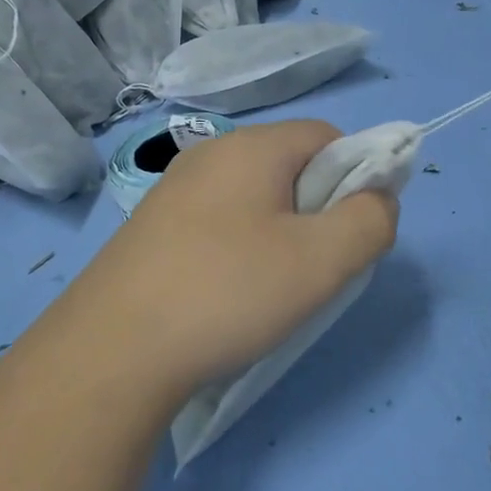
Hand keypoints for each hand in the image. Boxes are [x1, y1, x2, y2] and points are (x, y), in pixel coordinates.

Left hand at [42, 120, 398, 403]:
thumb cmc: (227, 293)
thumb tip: (380, 198)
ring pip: (254, 197)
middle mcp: (210, 155)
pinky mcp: (152, 228)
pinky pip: (218, 222)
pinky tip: (228, 294)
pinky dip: (240, 248)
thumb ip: (370, 221)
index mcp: (252, 147)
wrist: (111, 353)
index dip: (357, 177)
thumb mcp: (321, 261)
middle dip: (318, 209)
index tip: (352, 232)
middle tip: (316, 266)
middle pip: (291, 166)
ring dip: (280, 233)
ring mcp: (174, 190)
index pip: (329, 137)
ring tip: (272, 287)